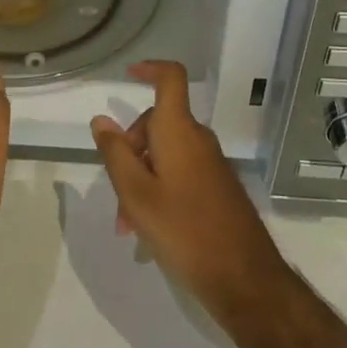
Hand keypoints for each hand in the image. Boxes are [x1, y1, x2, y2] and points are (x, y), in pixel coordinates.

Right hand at [90, 62, 294, 327]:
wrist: (244, 279)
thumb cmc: (184, 231)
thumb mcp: (136, 194)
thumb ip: (116, 154)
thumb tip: (102, 120)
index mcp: (179, 131)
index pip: (170, 79)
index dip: (149, 68)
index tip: (127, 75)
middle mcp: (197, 140)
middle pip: (157, 123)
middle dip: (130, 150)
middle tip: (116, 194)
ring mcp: (210, 164)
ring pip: (165, 154)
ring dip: (141, 178)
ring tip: (129, 225)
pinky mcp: (217, 187)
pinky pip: (180, 173)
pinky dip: (159, 189)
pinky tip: (150, 230)